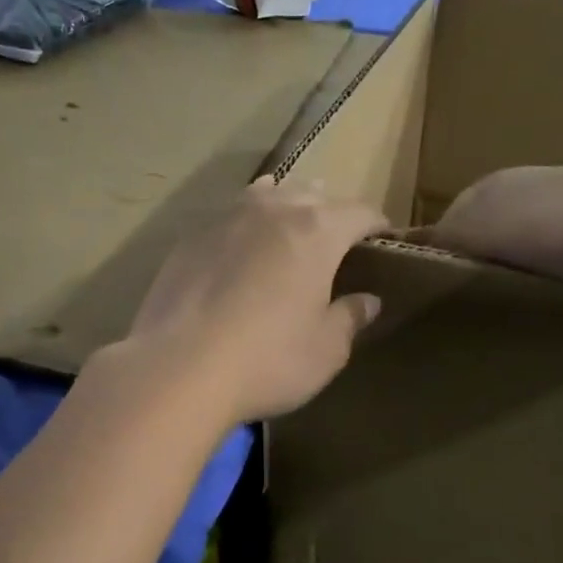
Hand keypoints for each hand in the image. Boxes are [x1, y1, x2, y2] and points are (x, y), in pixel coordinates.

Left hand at [120, 178, 386, 423]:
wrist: (178, 367)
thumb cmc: (267, 360)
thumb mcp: (325, 350)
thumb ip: (349, 318)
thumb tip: (367, 300)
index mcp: (317, 231)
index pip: (359, 213)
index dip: (376, 225)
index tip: (384, 240)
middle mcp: (273, 210)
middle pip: (312, 194)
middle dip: (330, 211)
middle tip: (337, 238)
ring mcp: (226, 218)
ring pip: (266, 195)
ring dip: (284, 205)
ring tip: (290, 223)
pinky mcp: (189, 238)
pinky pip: (229, 217)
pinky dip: (245, 224)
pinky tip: (240, 244)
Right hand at [417, 163, 562, 289]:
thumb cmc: (539, 222)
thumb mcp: (469, 231)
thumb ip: (436, 241)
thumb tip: (408, 252)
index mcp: (490, 184)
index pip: (450, 221)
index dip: (443, 254)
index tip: (437, 290)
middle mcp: (527, 187)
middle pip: (491, 232)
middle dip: (484, 261)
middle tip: (477, 301)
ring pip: (529, 244)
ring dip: (523, 268)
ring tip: (518, 302)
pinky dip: (559, 272)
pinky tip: (559, 293)